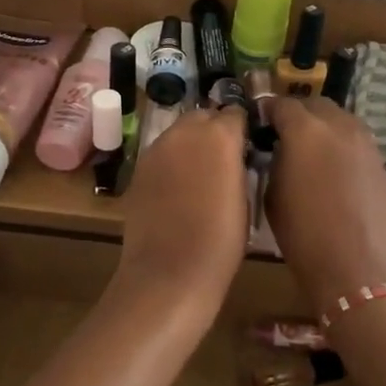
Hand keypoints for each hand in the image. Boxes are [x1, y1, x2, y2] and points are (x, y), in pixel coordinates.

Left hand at [115, 106, 249, 316]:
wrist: (169, 271)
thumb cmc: (221, 240)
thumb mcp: (245, 197)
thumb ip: (238, 164)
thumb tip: (235, 156)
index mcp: (220, 135)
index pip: (235, 114)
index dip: (242, 128)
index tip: (247, 146)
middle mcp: (185, 132)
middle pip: (203, 116)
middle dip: (214, 130)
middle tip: (224, 159)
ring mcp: (156, 149)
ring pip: (178, 133)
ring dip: (191, 144)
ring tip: (200, 174)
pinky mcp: (138, 169)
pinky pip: (161, 155)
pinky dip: (171, 163)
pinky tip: (177, 189)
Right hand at [264, 98, 385, 310]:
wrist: (355, 268)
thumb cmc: (302, 234)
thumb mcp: (272, 193)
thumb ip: (274, 160)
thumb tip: (277, 149)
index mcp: (305, 130)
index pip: (280, 105)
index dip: (266, 112)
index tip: (258, 125)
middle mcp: (338, 125)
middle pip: (315, 104)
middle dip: (298, 114)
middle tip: (284, 136)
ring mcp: (365, 142)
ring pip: (340, 119)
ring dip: (323, 126)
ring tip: (311, 151)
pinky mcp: (381, 162)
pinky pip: (356, 140)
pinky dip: (342, 145)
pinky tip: (334, 170)